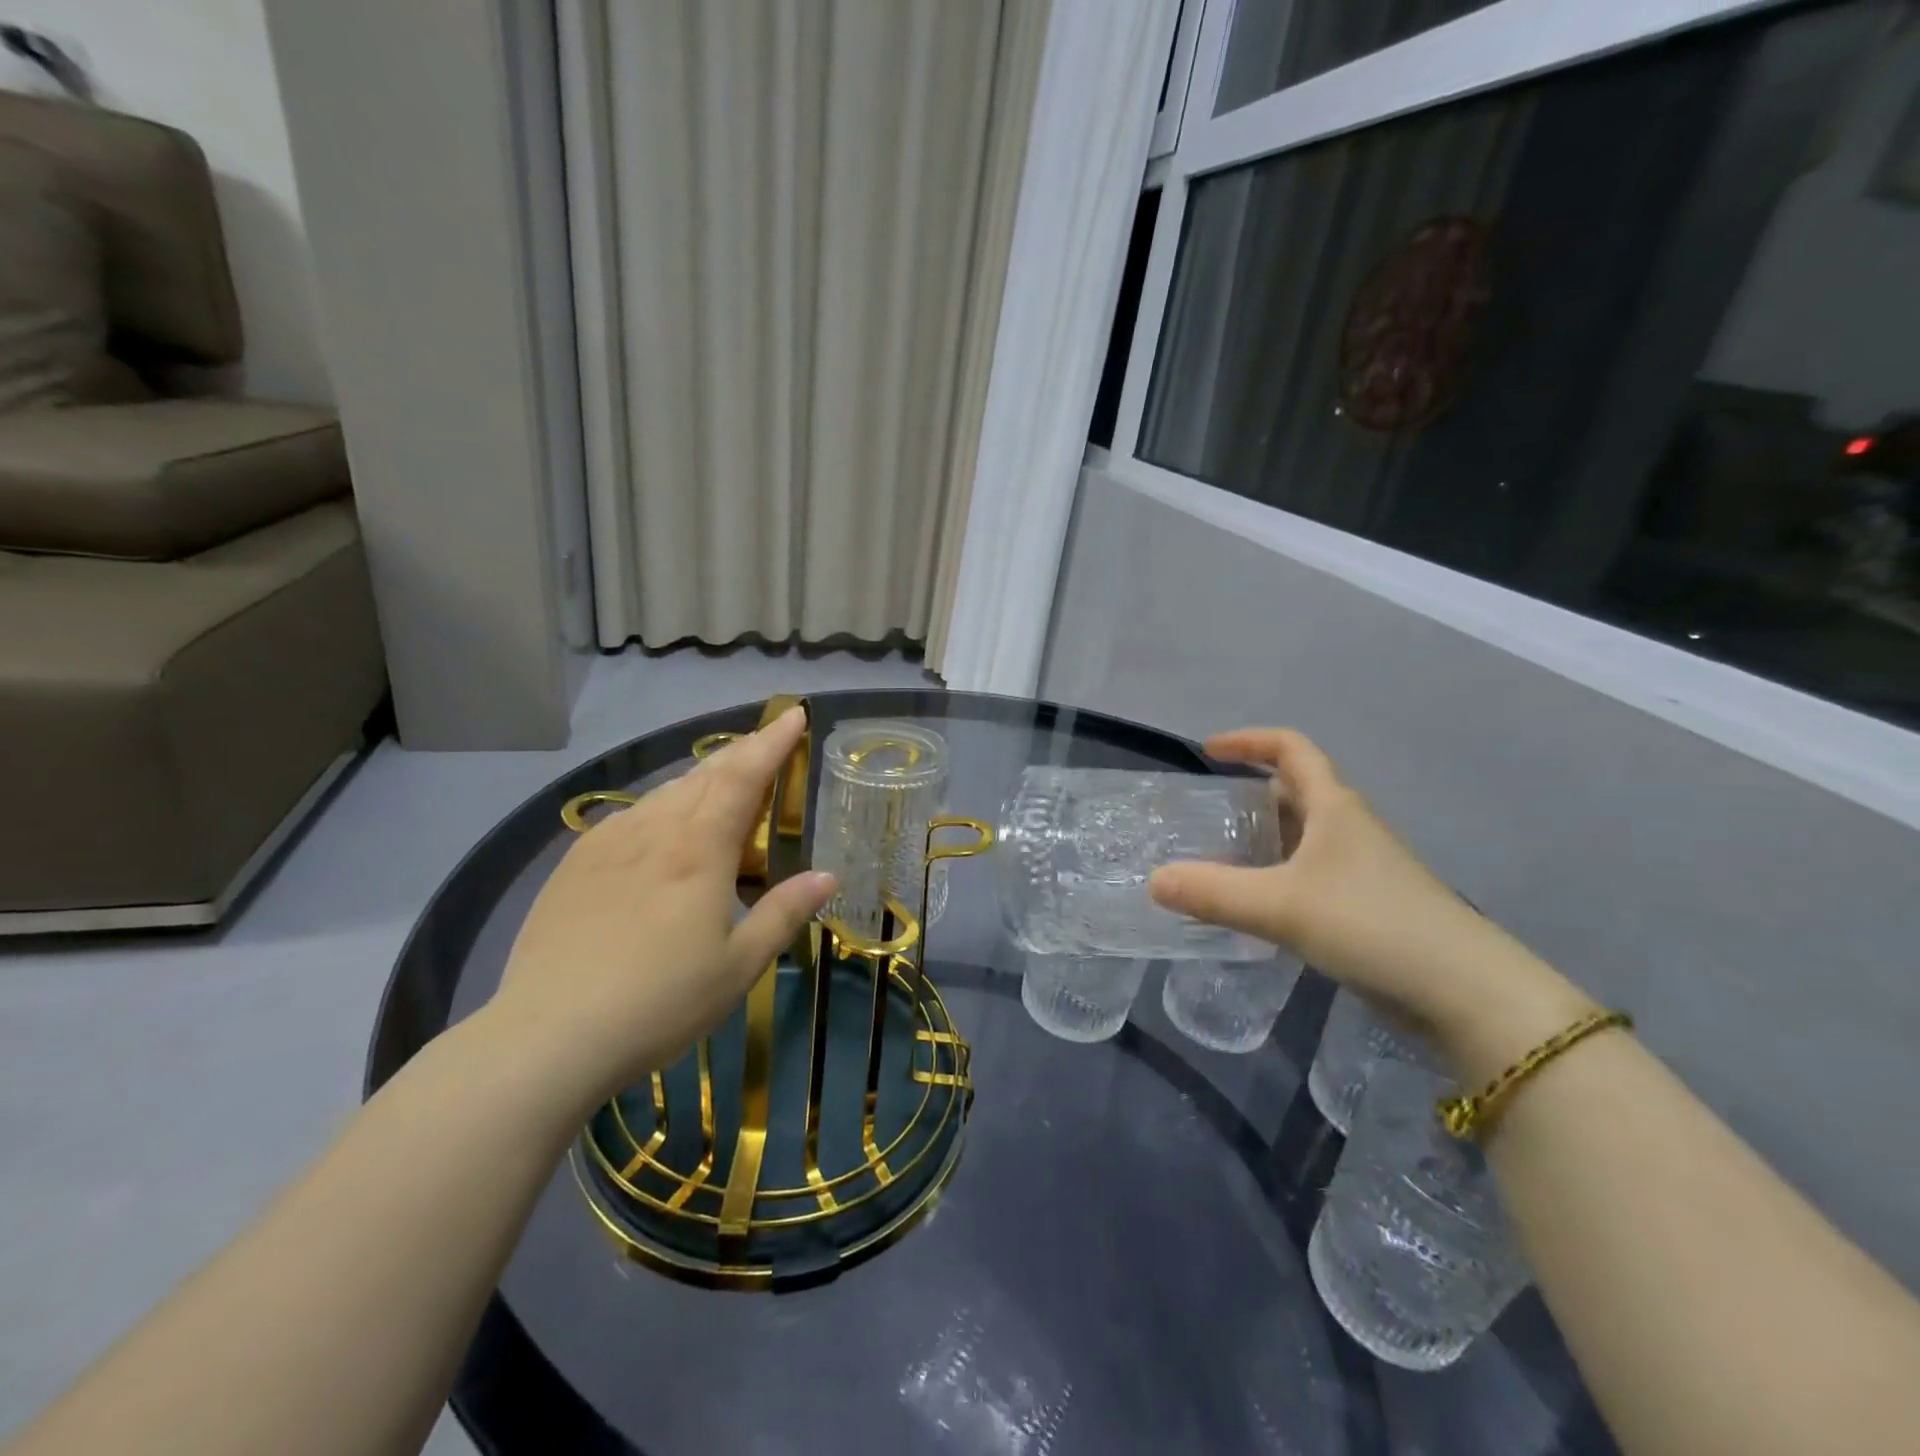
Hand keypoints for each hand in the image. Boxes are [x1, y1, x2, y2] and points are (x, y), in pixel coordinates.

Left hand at [486, 707, 834, 1113]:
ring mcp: (609, 844)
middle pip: (704, 775)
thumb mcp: (739, 965)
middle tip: (766, 740)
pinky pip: (629, 816)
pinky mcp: (575, 864)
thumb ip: (784, 913)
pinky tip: (659, 823)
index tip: (792, 715)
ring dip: (701, 776)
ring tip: (721, 777)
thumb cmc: (660, 1001)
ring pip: (665, 792)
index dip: (771, 743)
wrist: (548, 1036)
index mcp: (700, 851)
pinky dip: (660, 805)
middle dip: (741, 752)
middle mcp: (655, 832)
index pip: (743, 778)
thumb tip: (829, 875)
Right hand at [1150, 728, 1585, 1048]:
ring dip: (1263, 838)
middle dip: (1250, 792)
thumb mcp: (1281, 906)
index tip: (1208, 752)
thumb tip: (1153, 881)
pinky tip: (1254, 905)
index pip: (1292, 748)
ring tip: (1218, 857)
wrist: (1462, 993)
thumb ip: (1213, 892)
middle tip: (1206, 813)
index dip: (1249, 741)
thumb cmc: (1371, 924)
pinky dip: (1277, 876)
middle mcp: (1349, 828)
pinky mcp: (1365, 906)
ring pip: (1303, 836)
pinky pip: (1309, 874)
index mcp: (1334, 806)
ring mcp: (1361, 868)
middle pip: (1296, 790)